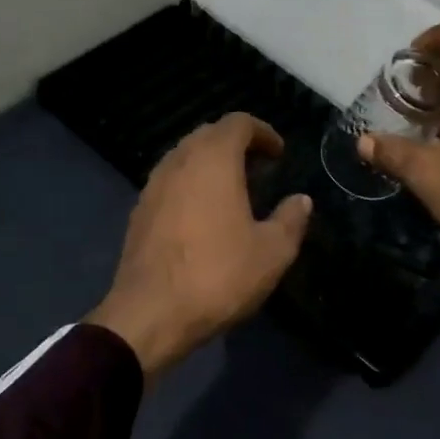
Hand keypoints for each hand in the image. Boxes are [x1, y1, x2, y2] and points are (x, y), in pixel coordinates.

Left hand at [86, 113, 312, 377]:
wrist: (150, 314)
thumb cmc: (218, 276)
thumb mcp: (272, 252)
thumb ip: (291, 220)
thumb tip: (300, 200)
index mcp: (213, 160)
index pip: (238, 123)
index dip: (263, 132)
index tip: (279, 153)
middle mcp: (178, 162)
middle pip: (208, 135)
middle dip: (236, 144)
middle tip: (259, 169)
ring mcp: (153, 186)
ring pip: (185, 157)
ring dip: (210, 164)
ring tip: (233, 191)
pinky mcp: (139, 212)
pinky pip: (170, 182)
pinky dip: (190, 185)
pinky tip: (203, 215)